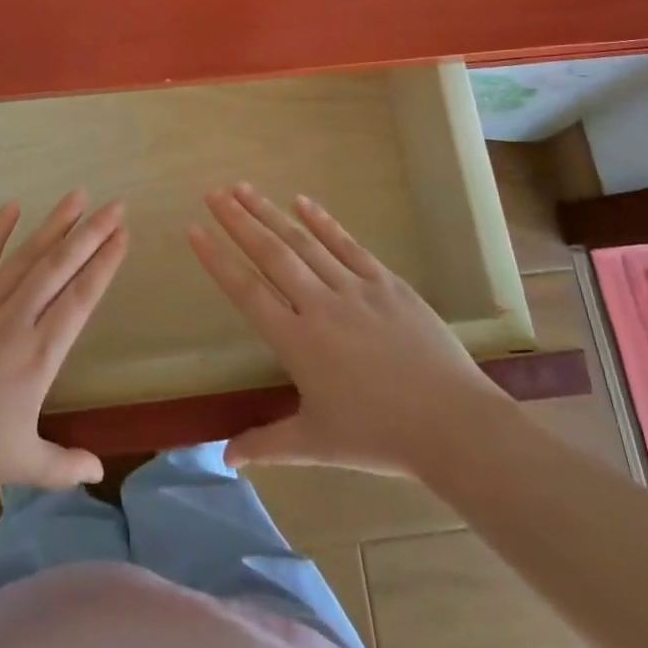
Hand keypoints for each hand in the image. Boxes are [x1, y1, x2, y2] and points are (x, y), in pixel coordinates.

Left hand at [0, 191, 127, 511]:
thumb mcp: (20, 465)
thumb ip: (64, 465)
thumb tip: (101, 472)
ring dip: (53, 225)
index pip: (80, 300)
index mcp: (38, 356)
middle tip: (115, 206)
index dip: (104, 265)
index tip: (123, 236)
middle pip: (58, 268)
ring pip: (25, 257)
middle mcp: (15, 321)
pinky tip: (12, 206)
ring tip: (77, 196)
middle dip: (90, 234)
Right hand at [189, 183, 510, 476]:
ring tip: (243, 188)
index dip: (217, 260)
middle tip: (213, 193)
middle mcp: (319, 306)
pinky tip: (302, 201)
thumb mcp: (317, 445)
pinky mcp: (386, 283)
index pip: (246, 292)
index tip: (194, 231)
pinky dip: (323, 222)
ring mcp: (354, 289)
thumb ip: (266, 445)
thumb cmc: (379, 438)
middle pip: (271, 254)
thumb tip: (225, 458)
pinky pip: (347, 245)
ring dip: (270, 213)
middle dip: (238, 221)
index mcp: (297, 342)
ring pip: (304, 242)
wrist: (453, 425)